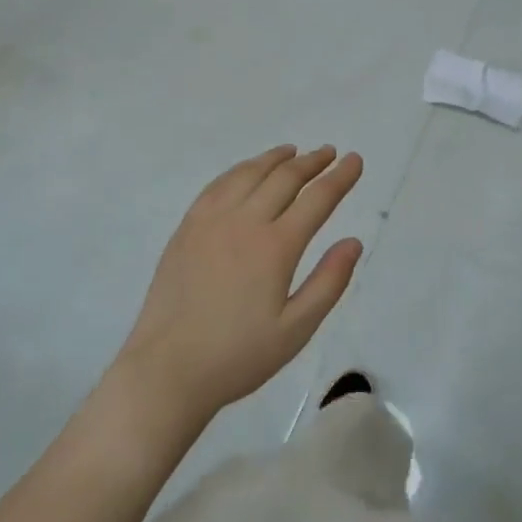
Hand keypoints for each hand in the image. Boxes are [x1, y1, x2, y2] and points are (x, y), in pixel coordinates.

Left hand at [117, 145, 364, 421]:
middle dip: (312, 162)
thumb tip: (353, 242)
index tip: (354, 160)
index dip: (340, 177)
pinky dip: (240, 170)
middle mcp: (244, 222)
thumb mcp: (296, 330)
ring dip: (275, 158)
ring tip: (292, 152)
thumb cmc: (238, 356)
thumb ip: (329, 282)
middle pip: (284, 178)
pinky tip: (247, 171)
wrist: (167, 370)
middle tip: (329, 152)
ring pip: (249, 174)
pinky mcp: (187, 228)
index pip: (317, 199)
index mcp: (276, 247)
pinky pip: (218, 185)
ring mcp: (211, 221)